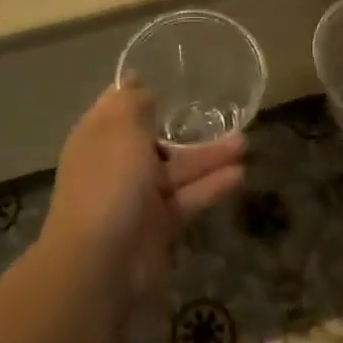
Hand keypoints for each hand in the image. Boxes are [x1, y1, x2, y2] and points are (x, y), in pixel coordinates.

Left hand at [43, 84, 245, 297]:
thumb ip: (133, 104)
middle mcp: (116, 164)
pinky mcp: (159, 225)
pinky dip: (211, 186)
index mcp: (97, 138)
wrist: (100, 265)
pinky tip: (239, 174)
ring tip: (245, 143)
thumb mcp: (120, 131)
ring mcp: (137, 197)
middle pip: (154, 139)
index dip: (138, 92)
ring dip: (208, 155)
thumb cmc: (108, 184)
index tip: (167, 76)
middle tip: (220, 113)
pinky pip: (188, 197)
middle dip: (184, 127)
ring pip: (177, 169)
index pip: (117, 107)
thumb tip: (137, 83)